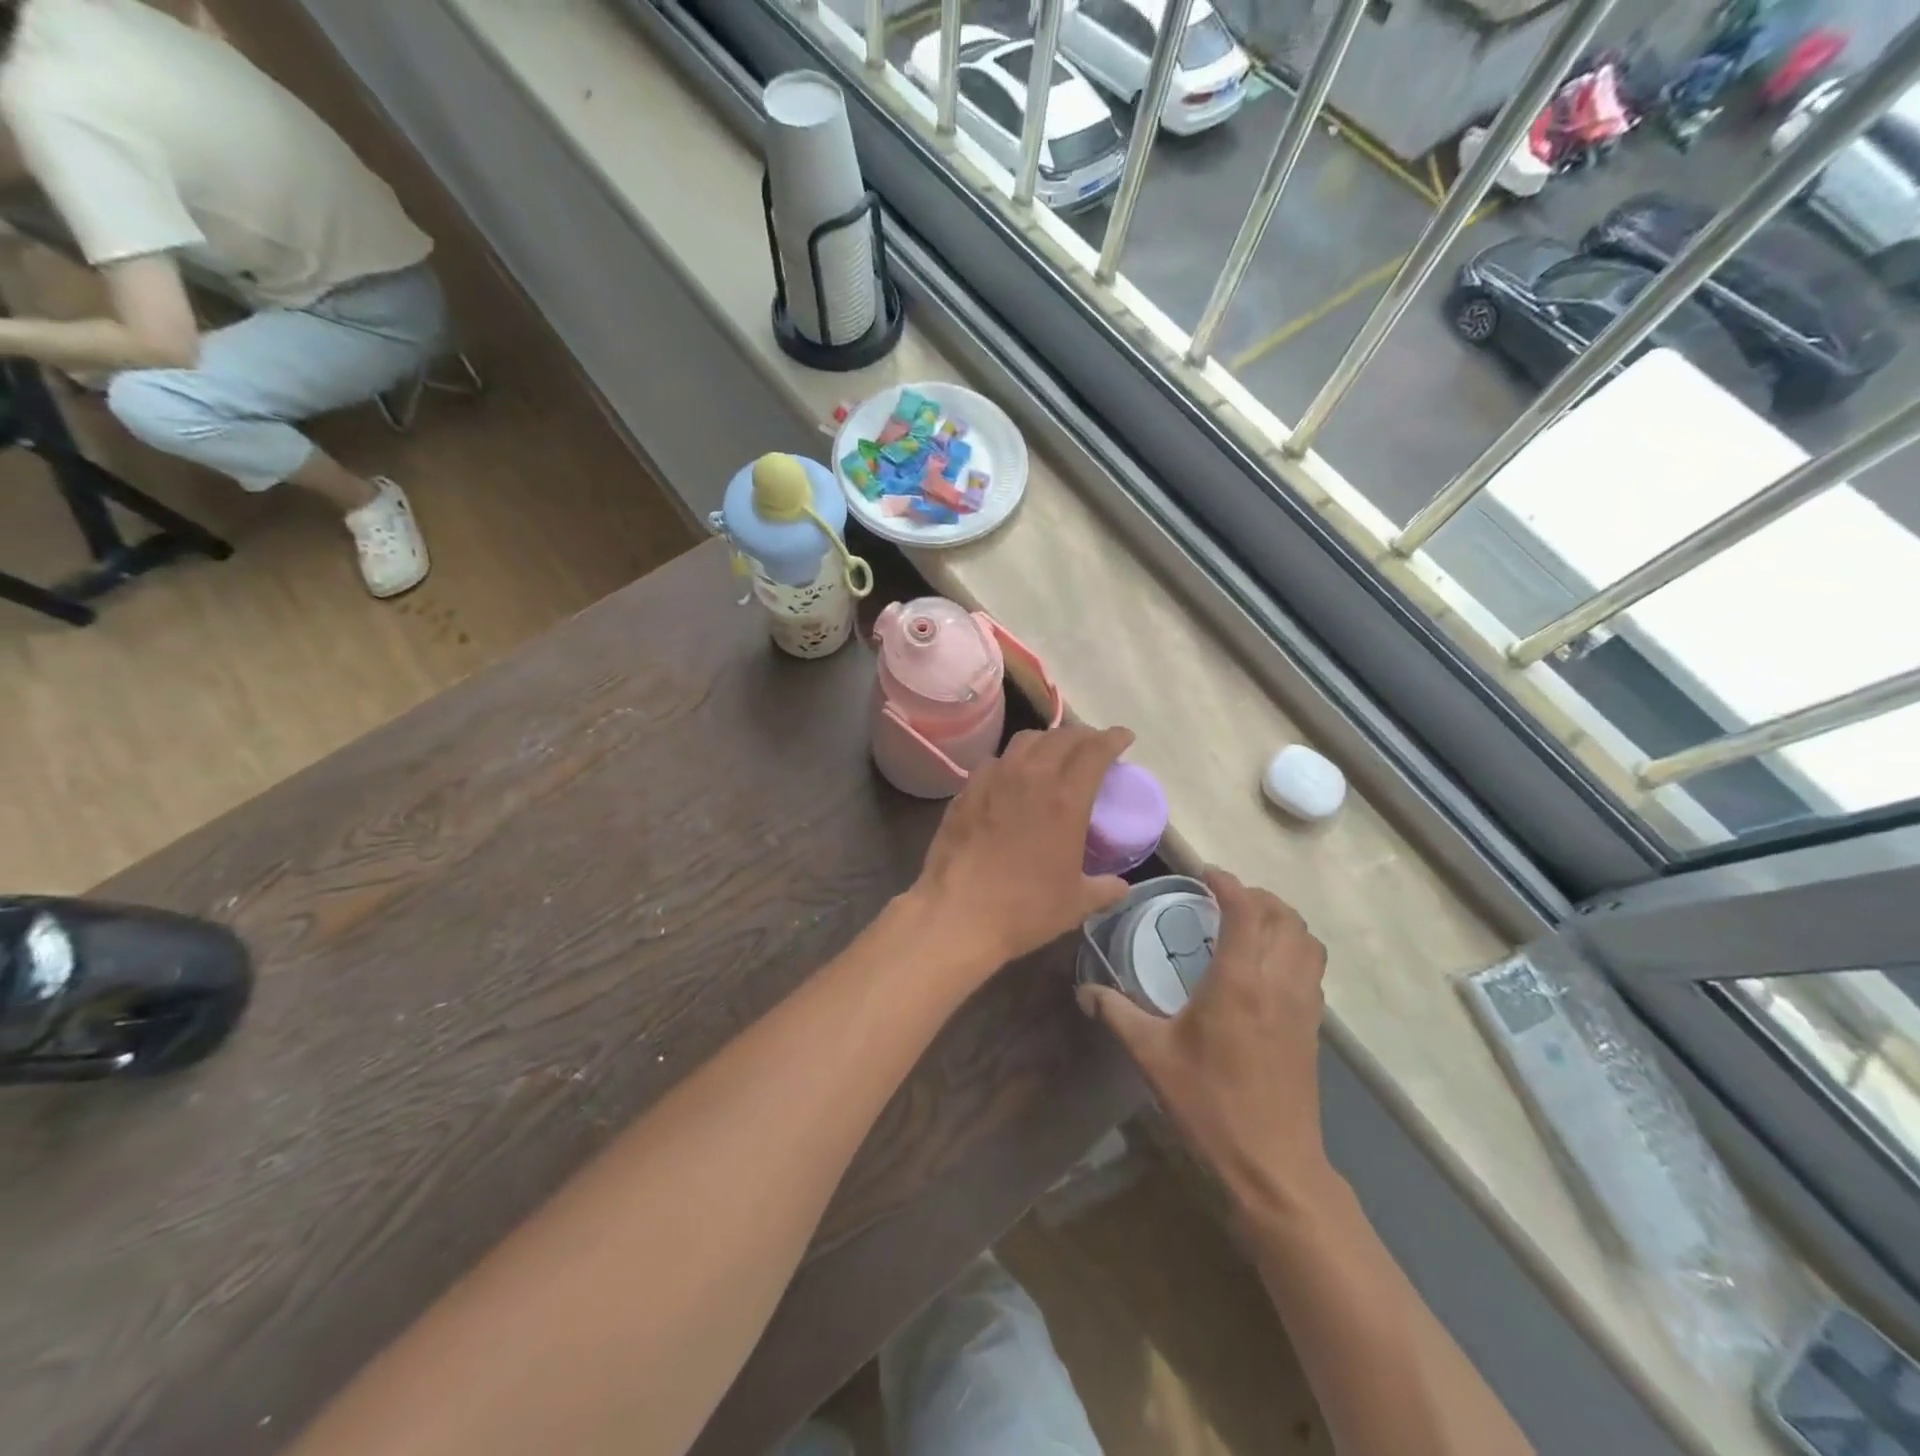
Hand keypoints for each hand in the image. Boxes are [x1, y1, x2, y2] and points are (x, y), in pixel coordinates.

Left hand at [910, 724, 1134, 974]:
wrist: (957, 914)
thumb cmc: (1024, 909)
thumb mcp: (1075, 903)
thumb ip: (1103, 889)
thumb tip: (1119, 886)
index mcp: (1065, 799)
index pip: (1095, 750)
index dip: (1113, 738)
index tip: (1124, 737)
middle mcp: (1030, 777)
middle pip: (1060, 737)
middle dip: (1083, 736)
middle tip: (1092, 746)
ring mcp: (993, 780)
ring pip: (1025, 741)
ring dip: (1047, 741)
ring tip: (1054, 754)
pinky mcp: (966, 791)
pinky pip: (995, 762)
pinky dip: (1013, 761)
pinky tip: (1012, 778)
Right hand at [1078, 869, 1332, 1211]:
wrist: (1272, 1165)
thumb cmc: (1209, 1104)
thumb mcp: (1152, 1055)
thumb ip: (1117, 1014)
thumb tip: (1085, 991)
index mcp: (1239, 982)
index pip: (1246, 910)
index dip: (1229, 884)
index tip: (1206, 875)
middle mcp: (1278, 982)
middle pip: (1285, 917)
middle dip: (1258, 896)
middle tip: (1225, 897)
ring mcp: (1303, 1005)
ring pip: (1307, 941)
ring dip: (1282, 920)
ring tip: (1250, 923)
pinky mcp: (1314, 1027)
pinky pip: (1312, 967)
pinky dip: (1294, 948)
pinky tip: (1266, 966)